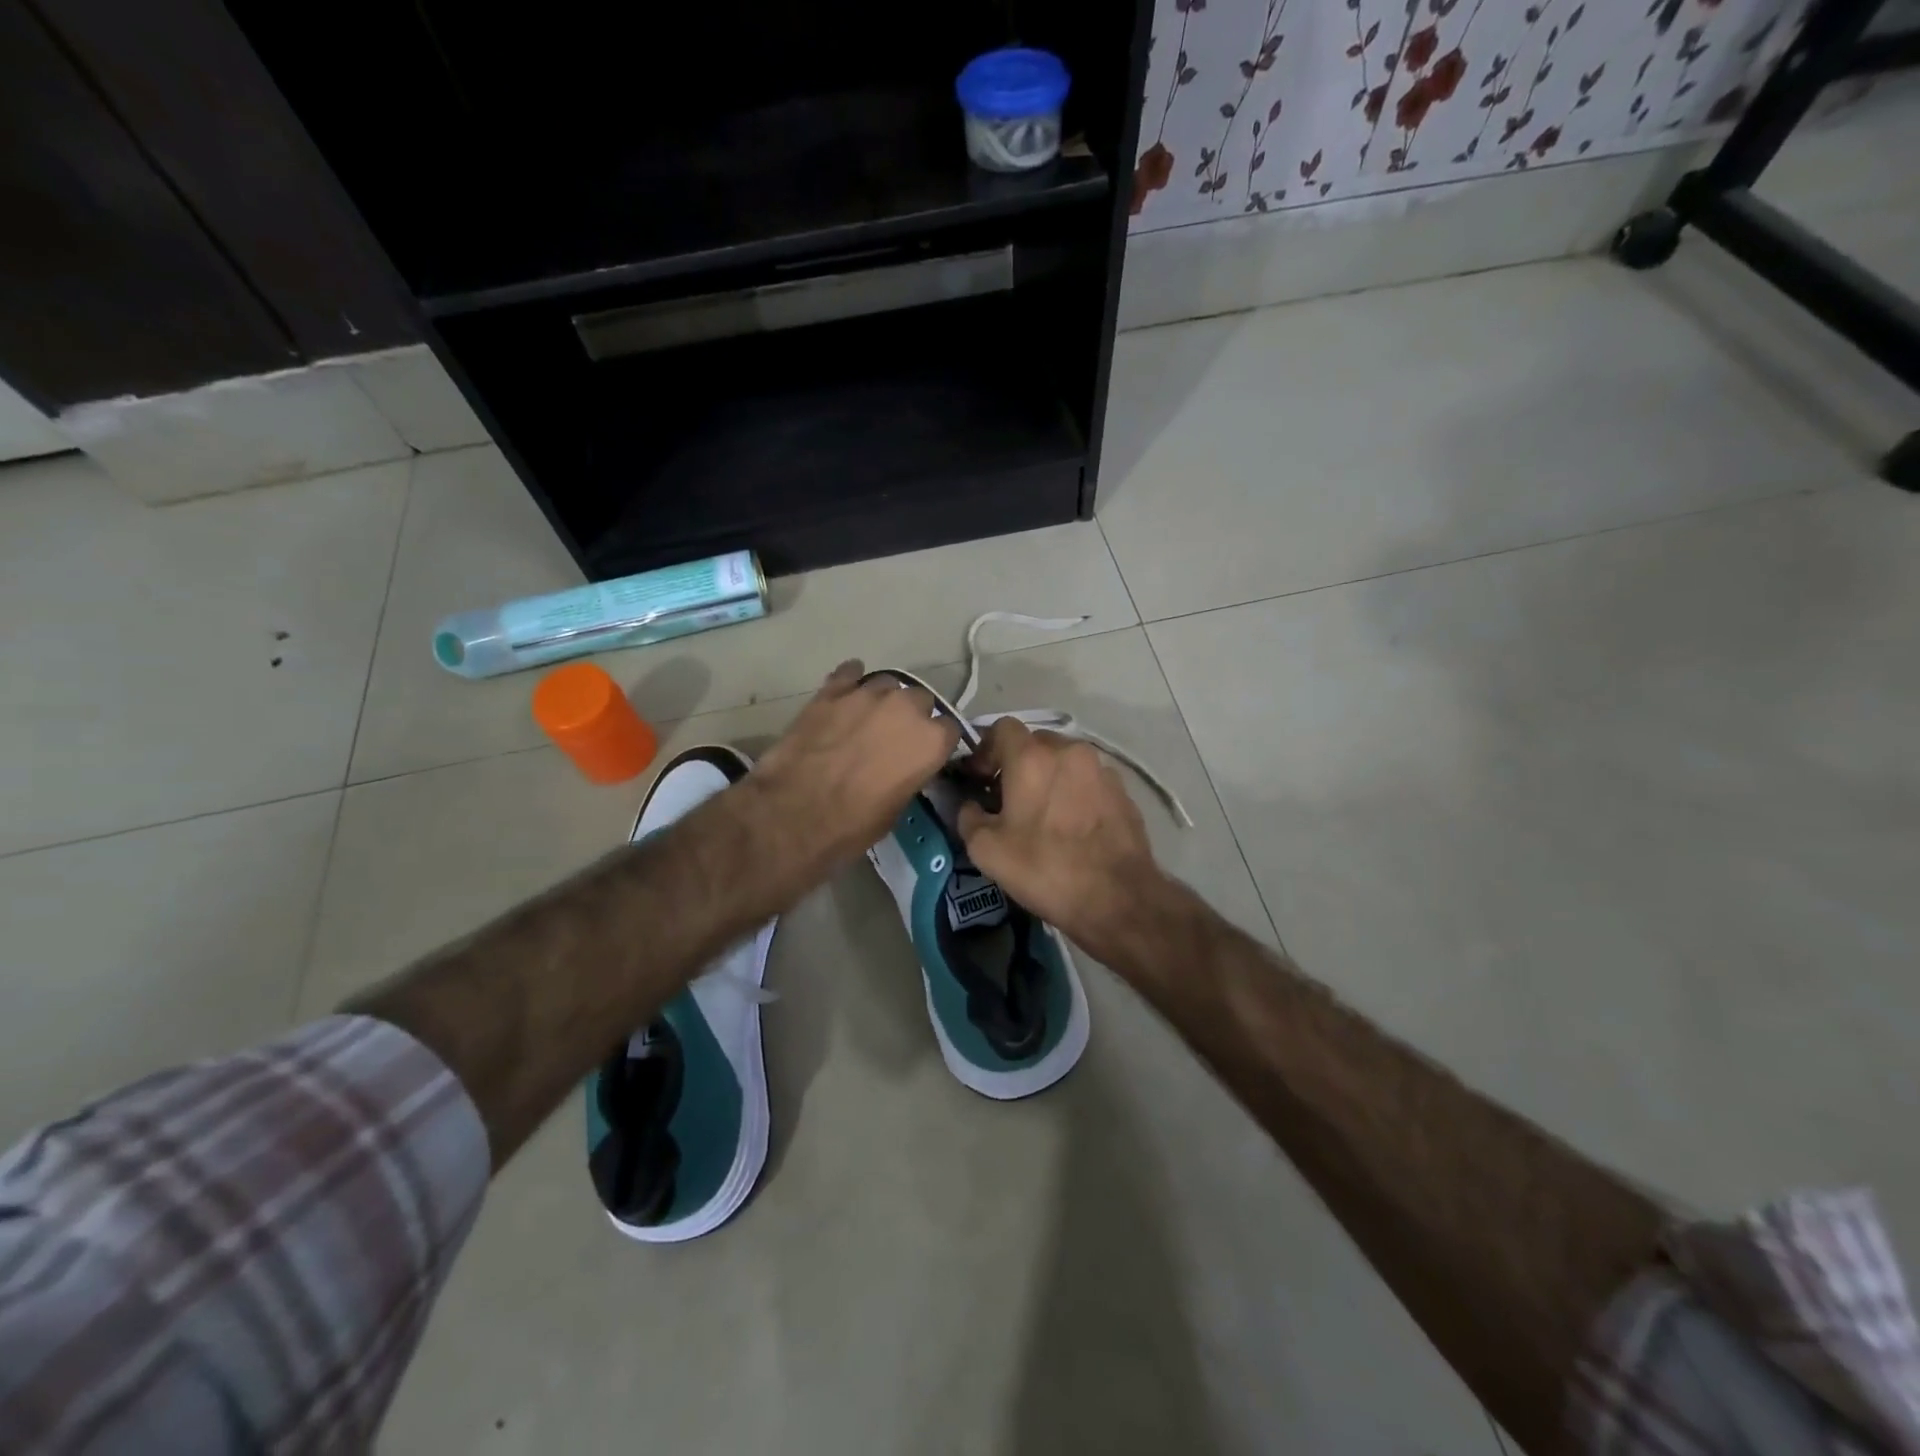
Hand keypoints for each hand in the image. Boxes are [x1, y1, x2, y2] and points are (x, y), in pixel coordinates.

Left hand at [748, 661, 959, 887]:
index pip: (949, 729)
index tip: (924, 754)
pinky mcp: (831, 691)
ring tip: (866, 719)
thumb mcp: (896, 809)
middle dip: (911, 716)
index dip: (936, 742)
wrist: (793, 814)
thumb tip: (902, 767)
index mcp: (930, 741)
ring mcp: (867, 694)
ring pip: (886, 684)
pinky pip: (849, 673)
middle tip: (893, 738)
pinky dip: (850, 681)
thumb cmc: (852, 825)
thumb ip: (908, 775)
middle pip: (920, 699)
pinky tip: (844, 693)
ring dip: (882, 700)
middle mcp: (906, 708)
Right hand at [957, 718, 1165, 949]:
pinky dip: (1074, 791)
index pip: (1002, 728)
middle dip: (1017, 762)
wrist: (1118, 898)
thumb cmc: (1045, 868)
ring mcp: (1101, 769)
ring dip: (1048, 776)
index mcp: (1032, 757)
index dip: (985, 749)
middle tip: (1008, 797)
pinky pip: (1088, 780)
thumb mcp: (986, 850)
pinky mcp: (1123, 791)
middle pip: (1035, 742)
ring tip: (1043, 812)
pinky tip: (1072, 825)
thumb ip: (969, 817)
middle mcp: (1069, 751)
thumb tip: (973, 806)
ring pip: (1065, 760)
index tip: (980, 778)